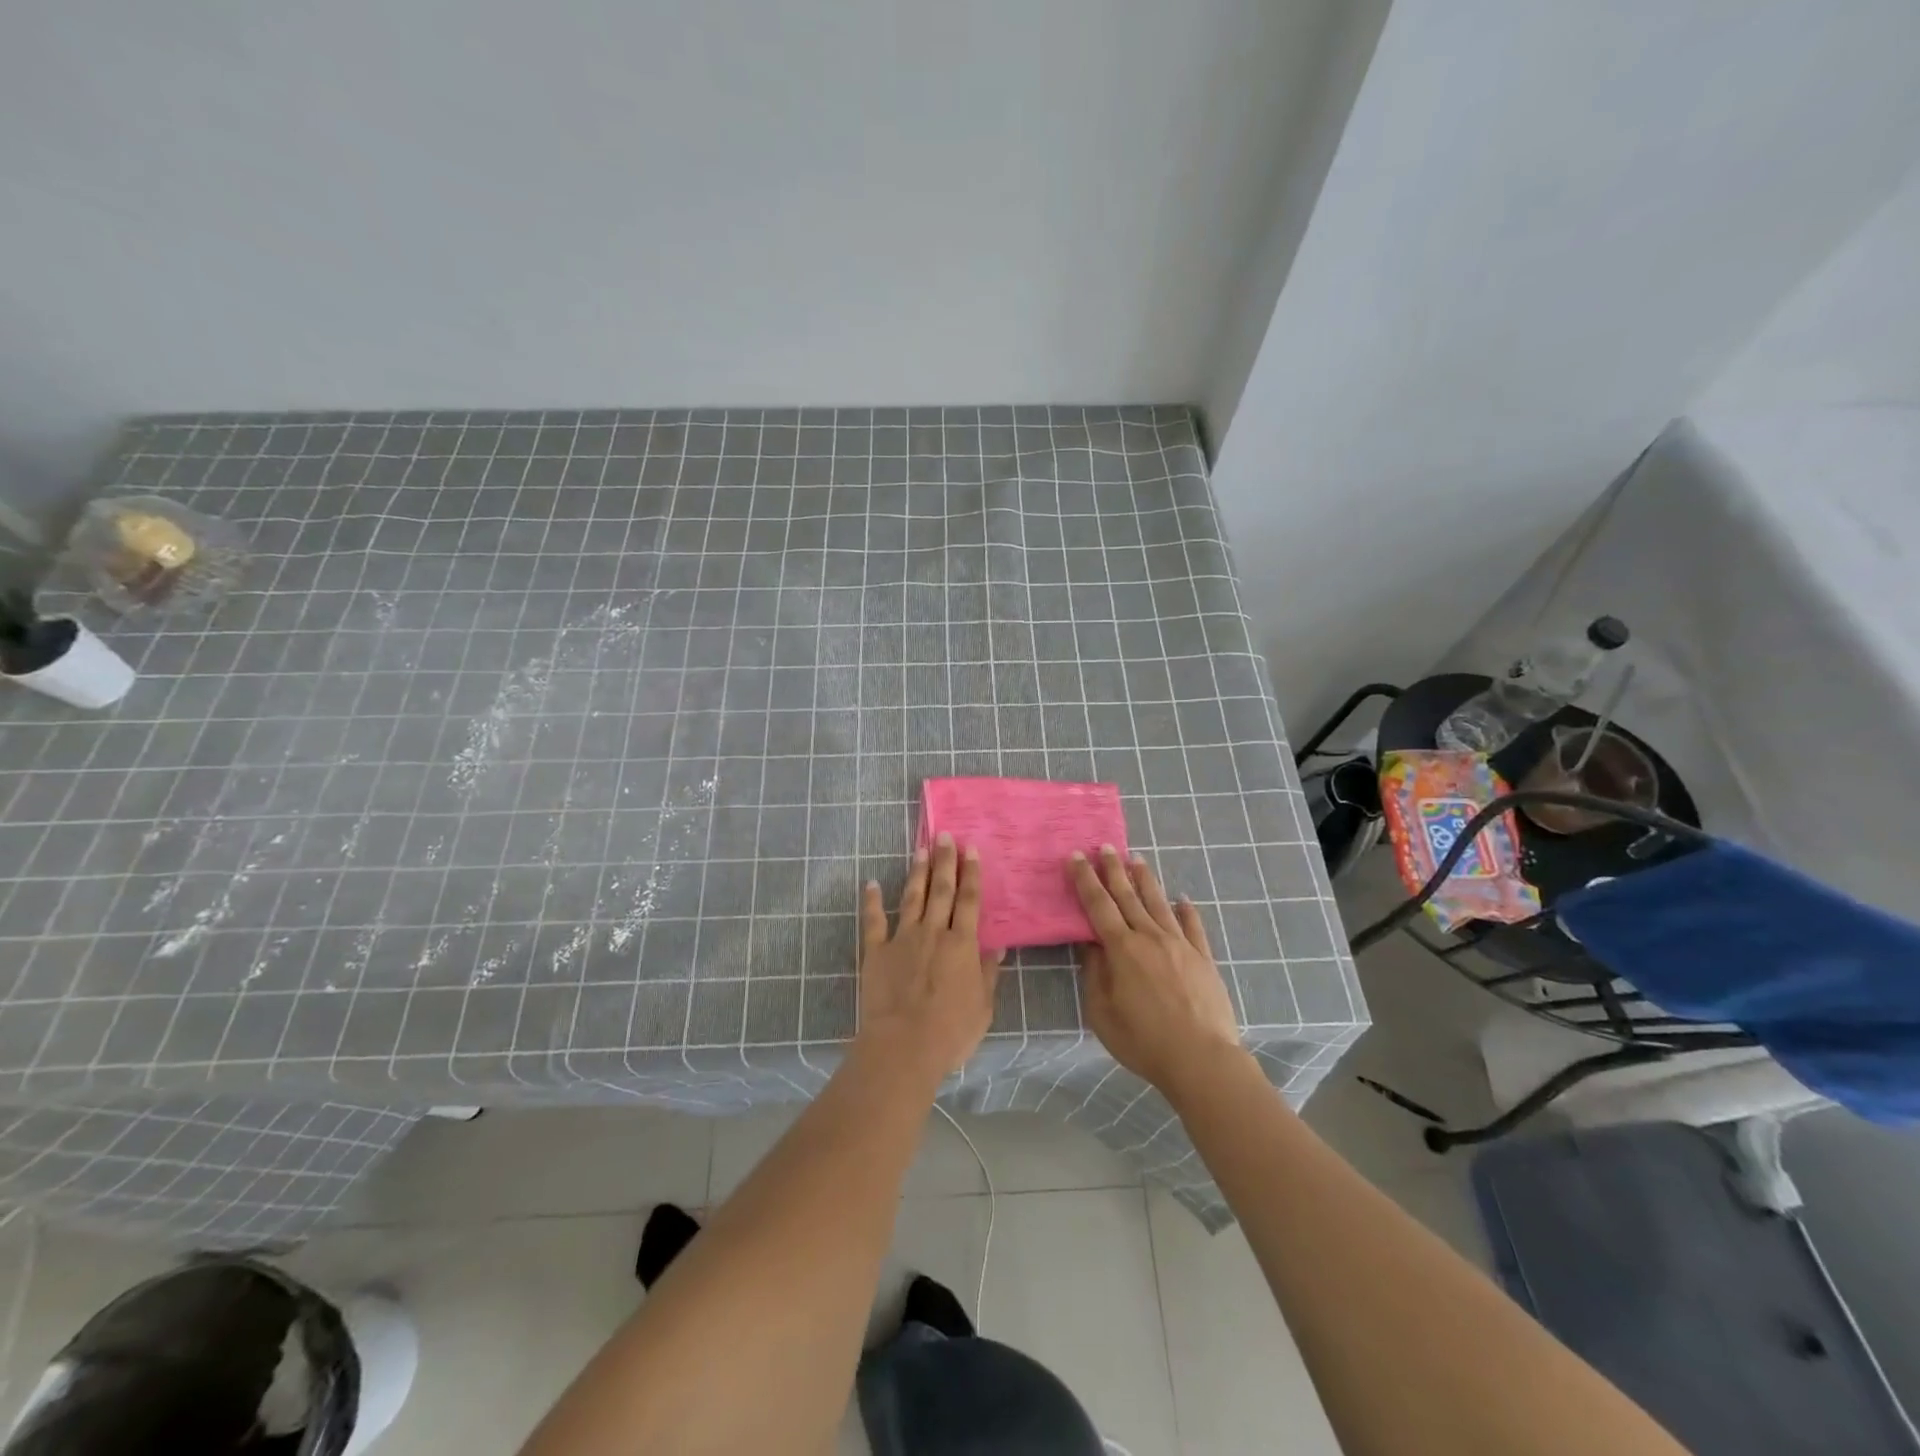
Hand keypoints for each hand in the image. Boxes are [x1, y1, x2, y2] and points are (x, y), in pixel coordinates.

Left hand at [857, 834, 1004, 1081]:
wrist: (903, 1045)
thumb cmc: (951, 1031)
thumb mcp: (983, 1006)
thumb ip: (988, 973)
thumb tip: (996, 946)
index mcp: (962, 944)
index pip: (969, 900)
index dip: (971, 874)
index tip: (971, 849)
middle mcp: (934, 932)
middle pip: (941, 890)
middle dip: (944, 861)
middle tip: (944, 835)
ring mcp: (902, 939)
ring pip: (912, 897)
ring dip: (917, 872)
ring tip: (920, 849)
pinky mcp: (876, 951)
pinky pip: (873, 921)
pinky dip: (872, 901)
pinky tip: (871, 883)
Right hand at [1070, 846, 1243, 1093]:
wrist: (1202, 1059)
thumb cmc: (1143, 1041)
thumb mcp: (1103, 1012)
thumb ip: (1094, 973)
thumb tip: (1090, 943)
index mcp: (1122, 949)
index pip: (1098, 905)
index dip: (1085, 880)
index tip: (1076, 857)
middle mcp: (1150, 937)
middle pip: (1128, 896)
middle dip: (1113, 870)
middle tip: (1105, 846)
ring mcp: (1180, 945)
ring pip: (1159, 903)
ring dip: (1146, 880)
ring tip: (1137, 859)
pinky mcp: (1203, 958)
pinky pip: (1194, 927)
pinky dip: (1187, 910)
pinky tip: (1183, 899)